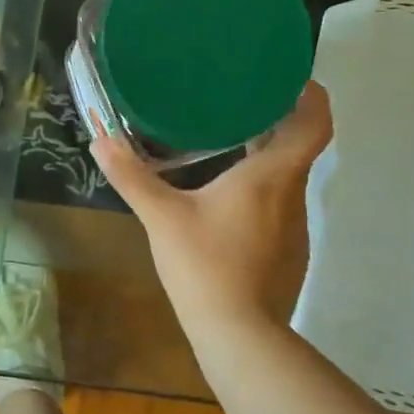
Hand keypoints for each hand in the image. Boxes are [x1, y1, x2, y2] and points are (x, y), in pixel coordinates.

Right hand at [91, 82, 332, 331]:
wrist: (239, 334)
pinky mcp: (289, 254)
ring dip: (266, 160)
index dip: (310, 95)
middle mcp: (292, 195)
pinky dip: (261, 194)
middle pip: (298, 148)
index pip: (314, 123)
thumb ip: (132, 177)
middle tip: (237, 103)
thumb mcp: (161, 217)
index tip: (289, 78)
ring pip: (287, 180)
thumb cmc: (205, 264)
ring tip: (229, 146)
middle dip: (275, 122)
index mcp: (271, 176)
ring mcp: (295, 228)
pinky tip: (228, 204)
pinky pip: (280, 209)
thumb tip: (100, 141)